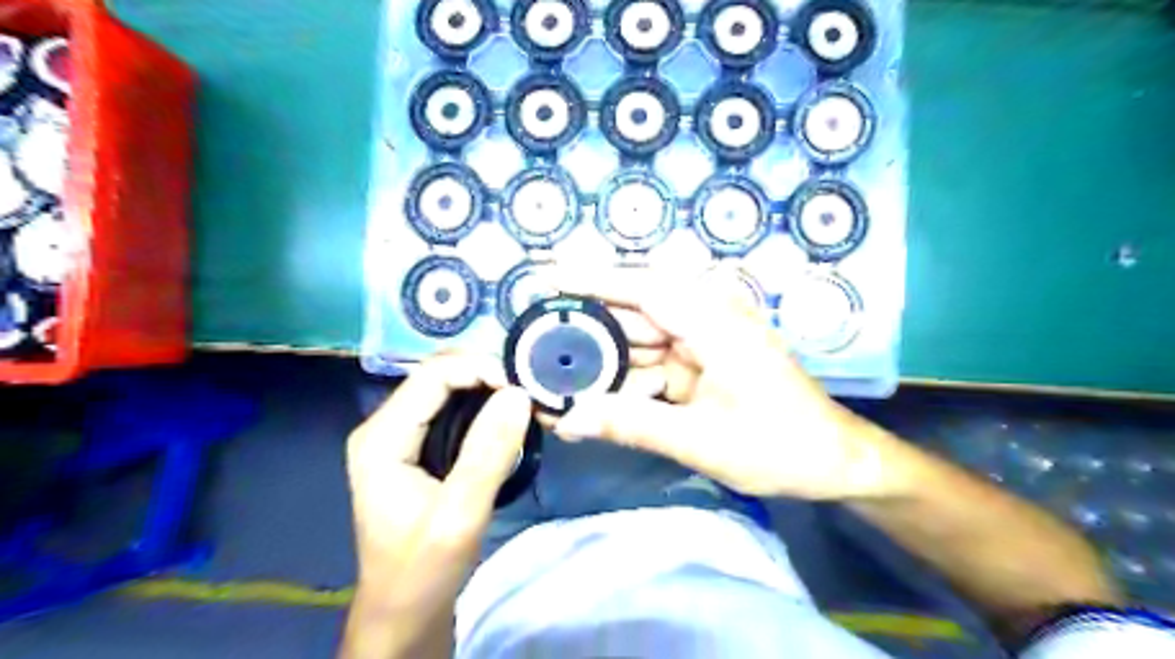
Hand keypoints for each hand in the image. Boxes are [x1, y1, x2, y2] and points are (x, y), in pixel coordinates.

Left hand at [343, 358, 531, 657]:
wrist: (403, 613)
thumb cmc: (424, 570)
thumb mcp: (460, 516)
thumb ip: (488, 453)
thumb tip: (519, 394)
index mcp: (381, 437)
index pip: (433, 375)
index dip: (480, 368)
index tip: (524, 387)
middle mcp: (383, 426)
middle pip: (438, 375)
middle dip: (486, 374)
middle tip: (530, 392)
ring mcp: (398, 436)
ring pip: (446, 388)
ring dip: (487, 387)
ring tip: (525, 401)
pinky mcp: (414, 447)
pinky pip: (450, 408)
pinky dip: (482, 404)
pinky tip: (506, 416)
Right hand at [550, 268, 902, 499]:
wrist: (833, 460)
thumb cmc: (778, 444)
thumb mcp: (700, 439)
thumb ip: (631, 424)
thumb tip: (568, 418)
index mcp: (713, 320)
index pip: (642, 287)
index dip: (593, 280)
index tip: (548, 280)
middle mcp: (707, 318)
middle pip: (635, 314)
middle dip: (589, 332)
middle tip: (538, 345)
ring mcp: (706, 340)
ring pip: (642, 341)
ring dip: (606, 361)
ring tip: (557, 378)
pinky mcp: (704, 362)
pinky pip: (656, 362)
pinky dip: (629, 380)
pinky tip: (597, 399)